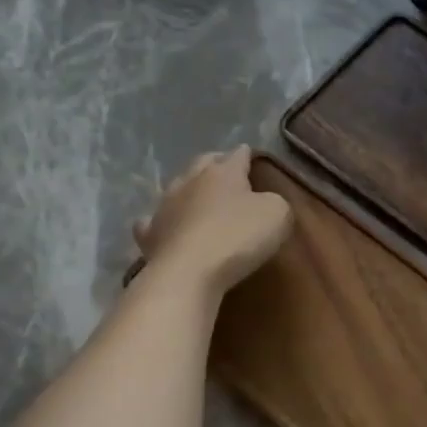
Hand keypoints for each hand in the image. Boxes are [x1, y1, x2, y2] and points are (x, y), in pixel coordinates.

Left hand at [132, 146, 290, 294]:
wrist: (188, 272)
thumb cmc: (238, 237)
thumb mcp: (277, 215)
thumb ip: (275, 201)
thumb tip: (265, 201)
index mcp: (223, 172)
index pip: (237, 154)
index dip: (246, 154)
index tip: (251, 154)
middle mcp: (190, 181)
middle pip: (203, 163)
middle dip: (215, 163)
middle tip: (225, 168)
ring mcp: (165, 206)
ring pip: (176, 187)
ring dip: (188, 189)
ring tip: (197, 195)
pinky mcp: (149, 234)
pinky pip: (154, 221)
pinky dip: (162, 220)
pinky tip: (166, 225)